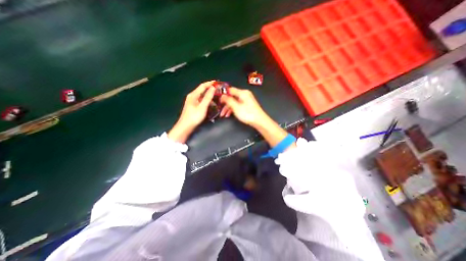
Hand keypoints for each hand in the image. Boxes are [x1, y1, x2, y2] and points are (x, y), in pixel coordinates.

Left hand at [167, 81, 215, 143]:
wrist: (185, 127)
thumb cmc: (194, 117)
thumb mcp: (202, 107)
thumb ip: (208, 97)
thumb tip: (213, 88)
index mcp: (193, 95)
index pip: (202, 86)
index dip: (210, 83)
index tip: (217, 82)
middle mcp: (192, 96)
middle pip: (202, 90)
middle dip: (210, 88)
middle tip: (218, 89)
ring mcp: (192, 101)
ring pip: (202, 95)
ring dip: (209, 95)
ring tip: (216, 96)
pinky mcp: (193, 106)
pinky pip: (201, 100)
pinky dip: (206, 100)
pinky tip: (211, 103)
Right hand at [221, 88, 267, 126]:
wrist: (259, 121)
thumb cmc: (247, 114)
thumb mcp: (236, 107)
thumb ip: (228, 100)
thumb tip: (222, 95)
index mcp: (242, 93)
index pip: (230, 89)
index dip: (223, 93)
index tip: (216, 98)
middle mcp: (244, 94)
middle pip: (231, 96)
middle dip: (225, 103)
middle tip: (219, 109)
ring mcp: (246, 100)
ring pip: (234, 102)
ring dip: (228, 108)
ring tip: (223, 115)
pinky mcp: (247, 105)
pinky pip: (237, 105)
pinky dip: (233, 109)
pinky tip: (228, 115)